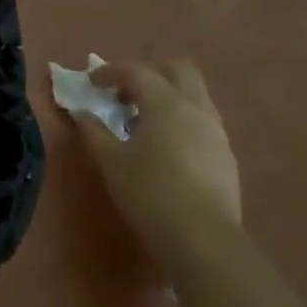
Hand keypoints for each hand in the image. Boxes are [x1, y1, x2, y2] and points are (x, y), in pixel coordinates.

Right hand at [74, 60, 241, 259]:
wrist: (202, 236)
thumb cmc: (149, 190)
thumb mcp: (110, 160)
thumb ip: (93, 131)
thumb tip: (81, 113)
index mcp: (166, 103)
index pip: (137, 71)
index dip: (110, 72)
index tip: (91, 82)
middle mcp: (196, 108)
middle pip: (178, 70)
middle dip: (149, 74)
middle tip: (124, 94)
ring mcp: (216, 131)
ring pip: (194, 95)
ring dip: (167, 97)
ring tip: (141, 122)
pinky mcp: (225, 154)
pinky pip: (201, 121)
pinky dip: (180, 120)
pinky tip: (163, 147)